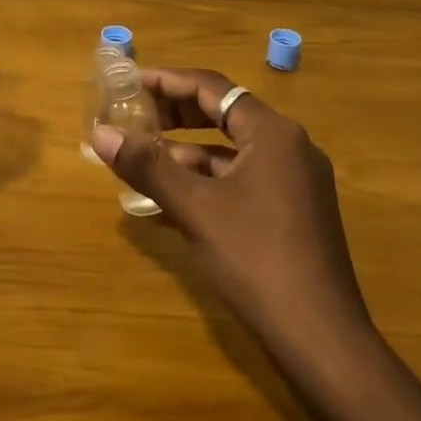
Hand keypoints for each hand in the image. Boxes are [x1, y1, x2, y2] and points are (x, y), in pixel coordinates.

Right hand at [92, 68, 373, 369]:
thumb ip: (147, 167)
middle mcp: (289, 147)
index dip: (167, 81)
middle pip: (223, 114)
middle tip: (133, 116)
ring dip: (186, 152)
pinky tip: (169, 200)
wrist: (321, 338)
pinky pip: (241, 180)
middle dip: (175, 115)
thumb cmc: (257, 260)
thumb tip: (100, 133)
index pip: (213, 88)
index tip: (129, 82)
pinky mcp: (293, 211)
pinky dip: (206, 182)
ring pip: (231, 151)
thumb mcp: (195, 209)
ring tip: (142, 158)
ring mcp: (295, 181)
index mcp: (272, 133)